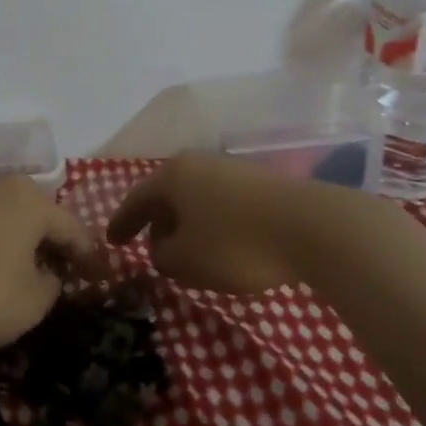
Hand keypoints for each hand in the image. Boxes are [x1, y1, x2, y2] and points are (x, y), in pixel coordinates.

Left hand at [0, 175, 102, 348]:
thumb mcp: (34, 301)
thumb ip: (52, 284)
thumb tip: (47, 274)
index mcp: (32, 201)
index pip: (73, 229)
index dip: (90, 257)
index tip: (102, 278)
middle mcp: (3, 189)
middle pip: (41, 218)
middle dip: (57, 244)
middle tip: (69, 271)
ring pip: (11, 221)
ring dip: (26, 244)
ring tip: (34, 271)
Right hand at [107, 154, 390, 295]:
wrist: (314, 227)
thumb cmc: (237, 243)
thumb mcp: (186, 261)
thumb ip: (162, 257)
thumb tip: (162, 249)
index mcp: (172, 176)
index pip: (136, 199)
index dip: (122, 223)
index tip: (112, 241)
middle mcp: (198, 164)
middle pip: (168, 194)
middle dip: (157, 222)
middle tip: (151, 247)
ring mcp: (233, 169)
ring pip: (197, 197)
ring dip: (188, 223)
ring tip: (189, 250)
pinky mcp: (263, 183)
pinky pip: (223, 202)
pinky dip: (214, 222)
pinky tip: (224, 244)